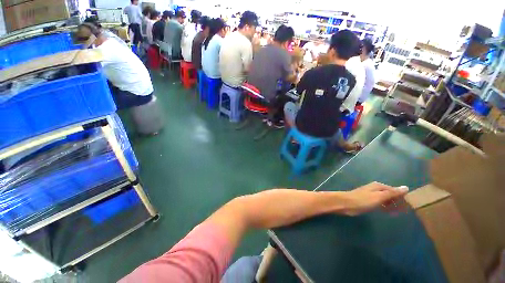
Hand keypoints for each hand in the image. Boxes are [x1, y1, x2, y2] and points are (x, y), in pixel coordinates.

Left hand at [344, 182, 408, 215]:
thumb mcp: (379, 196)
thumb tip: (406, 187)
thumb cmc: (363, 200)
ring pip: (386, 200)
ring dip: (392, 205)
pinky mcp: (368, 202)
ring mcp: (371, 196)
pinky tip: (390, 212)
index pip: (394, 190)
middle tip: (407, 211)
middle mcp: (375, 189)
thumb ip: (392, 193)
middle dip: (398, 202)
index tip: (411, 205)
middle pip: (390, 195)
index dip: (402, 197)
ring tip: (401, 213)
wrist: (346, 204)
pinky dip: (386, 207)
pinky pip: (380, 204)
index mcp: (378, 186)